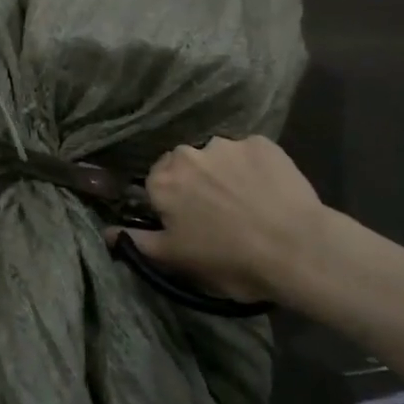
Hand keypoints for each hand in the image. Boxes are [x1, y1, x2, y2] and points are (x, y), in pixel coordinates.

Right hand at [121, 136, 334, 304]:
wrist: (297, 249)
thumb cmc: (230, 260)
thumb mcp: (178, 260)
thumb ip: (138, 243)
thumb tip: (106, 232)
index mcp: (163, 181)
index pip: (156, 185)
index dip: (173, 205)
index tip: (190, 225)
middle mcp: (187, 153)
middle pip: (185, 166)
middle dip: (196, 184)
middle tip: (219, 215)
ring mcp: (226, 144)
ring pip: (217, 158)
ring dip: (225, 175)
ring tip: (249, 204)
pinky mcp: (261, 142)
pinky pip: (250, 154)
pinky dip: (255, 170)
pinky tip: (270, 192)